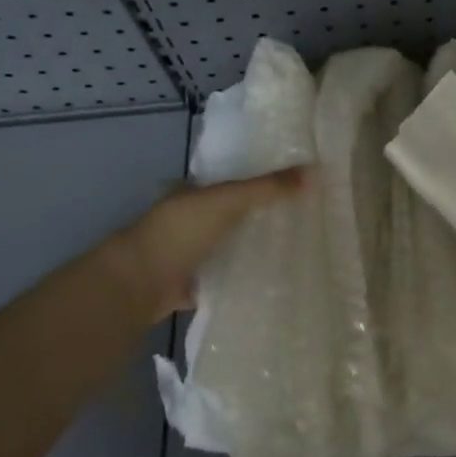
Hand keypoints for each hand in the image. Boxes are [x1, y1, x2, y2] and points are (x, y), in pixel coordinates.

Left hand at [96, 168, 307, 319]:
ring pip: (226, 245)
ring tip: (292, 246)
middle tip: (299, 216)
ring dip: (249, 246)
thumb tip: (315, 171)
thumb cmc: (181, 230)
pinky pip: (222, 277)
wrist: (140, 284)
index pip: (229, 181)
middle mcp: (187, 220)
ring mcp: (186, 254)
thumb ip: (268, 187)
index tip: (290, 186)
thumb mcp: (229, 199)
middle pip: (229, 214)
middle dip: (257, 215)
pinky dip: (240, 278)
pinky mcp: (189, 285)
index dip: (256, 181)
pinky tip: (268, 279)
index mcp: (191, 192)